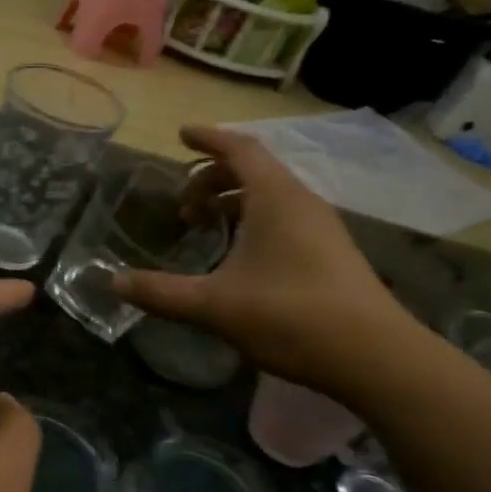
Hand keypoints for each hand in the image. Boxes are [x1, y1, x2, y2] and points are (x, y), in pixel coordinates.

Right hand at [113, 125, 416, 396]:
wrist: (375, 357)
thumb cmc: (290, 316)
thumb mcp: (214, 305)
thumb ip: (161, 292)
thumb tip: (114, 283)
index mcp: (275, 198)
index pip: (238, 148)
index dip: (207, 138)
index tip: (180, 134)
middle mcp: (301, 202)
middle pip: (253, 169)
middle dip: (213, 178)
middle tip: (184, 207)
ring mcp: (322, 227)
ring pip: (271, 195)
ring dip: (234, 201)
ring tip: (207, 227)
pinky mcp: (331, 253)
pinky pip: (285, 217)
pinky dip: (254, 220)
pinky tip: (240, 257)